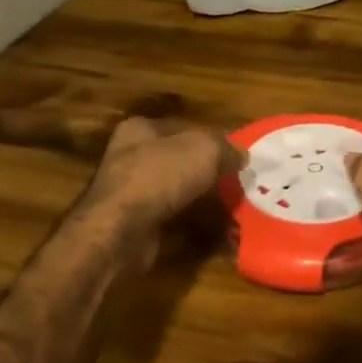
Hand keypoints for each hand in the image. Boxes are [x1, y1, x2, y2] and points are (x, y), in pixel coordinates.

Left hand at [79, 117, 238, 269]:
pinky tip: (221, 235)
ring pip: (179, 195)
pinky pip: (175, 225)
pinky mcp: (137, 229)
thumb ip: (226, 149)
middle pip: (180, 163)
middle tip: (238, 184)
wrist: (120, 232)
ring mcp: (132, 197)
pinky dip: (197, 230)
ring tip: (235, 211)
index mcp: (140, 130)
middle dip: (209, 175)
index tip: (235, 155)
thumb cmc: (159, 175)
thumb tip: (241, 157)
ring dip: (205, 204)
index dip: (211, 139)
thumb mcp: (204, 149)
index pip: (182, 127)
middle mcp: (131, 159)